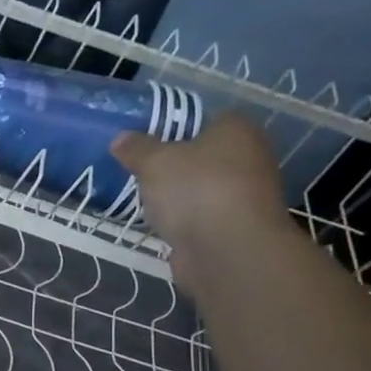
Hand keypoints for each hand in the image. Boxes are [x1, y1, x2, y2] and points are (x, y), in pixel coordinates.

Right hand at [112, 115, 290, 286]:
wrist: (229, 251)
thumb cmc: (196, 191)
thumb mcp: (154, 162)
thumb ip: (136, 149)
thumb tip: (121, 138)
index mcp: (236, 130)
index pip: (206, 119)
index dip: (175, 128)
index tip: (146, 143)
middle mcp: (249, 158)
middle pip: (204, 156)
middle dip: (176, 165)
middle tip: (141, 172)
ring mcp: (246, 196)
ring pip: (203, 189)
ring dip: (180, 197)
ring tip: (146, 202)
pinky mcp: (236, 229)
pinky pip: (203, 218)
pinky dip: (186, 222)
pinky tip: (163, 227)